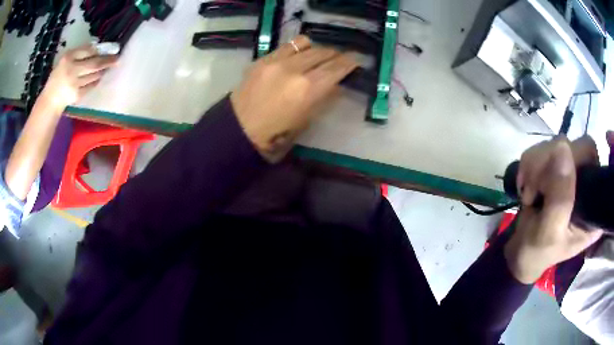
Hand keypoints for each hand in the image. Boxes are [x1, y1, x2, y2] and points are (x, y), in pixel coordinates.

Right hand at [40, 43, 117, 109]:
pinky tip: (98, 77)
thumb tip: (96, 48)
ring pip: (94, 75)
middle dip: (107, 60)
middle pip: (94, 63)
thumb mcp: (65, 60)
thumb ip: (78, 54)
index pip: (87, 50)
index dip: (99, 50)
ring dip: (102, 71)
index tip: (108, 48)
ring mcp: (75, 83)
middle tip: (117, 58)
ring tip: (107, 67)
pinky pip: (91, 85)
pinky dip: (96, 81)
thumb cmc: (58, 77)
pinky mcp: (77, 95)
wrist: (51, 99)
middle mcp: (72, 69)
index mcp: (68, 58)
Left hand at [231, 35, 357, 161]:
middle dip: (336, 55)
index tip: (357, 61)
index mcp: (308, 90)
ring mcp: (276, 61)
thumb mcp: (306, 122)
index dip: (350, 62)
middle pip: (324, 52)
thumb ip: (323, 99)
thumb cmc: (274, 137)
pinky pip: (287, 46)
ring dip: (317, 49)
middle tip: (340, 60)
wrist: (237, 131)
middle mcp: (294, 69)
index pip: (337, 68)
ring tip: (318, 57)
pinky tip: (298, 57)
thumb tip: (336, 85)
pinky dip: (298, 49)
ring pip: (306, 43)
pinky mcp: (263, 59)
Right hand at [505, 137, 603, 283]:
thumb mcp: (549, 233)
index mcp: (594, 204)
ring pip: (556, 144)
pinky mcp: (556, 167)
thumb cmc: (537, 252)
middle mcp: (587, 183)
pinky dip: (529, 164)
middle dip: (550, 163)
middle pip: (575, 146)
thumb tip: (562, 147)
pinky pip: (542, 148)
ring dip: (536, 165)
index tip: (554, 180)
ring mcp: (572, 172)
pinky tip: (527, 185)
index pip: (592, 157)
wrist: (520, 253)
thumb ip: (560, 198)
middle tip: (534, 189)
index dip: (576, 159)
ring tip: (529, 192)